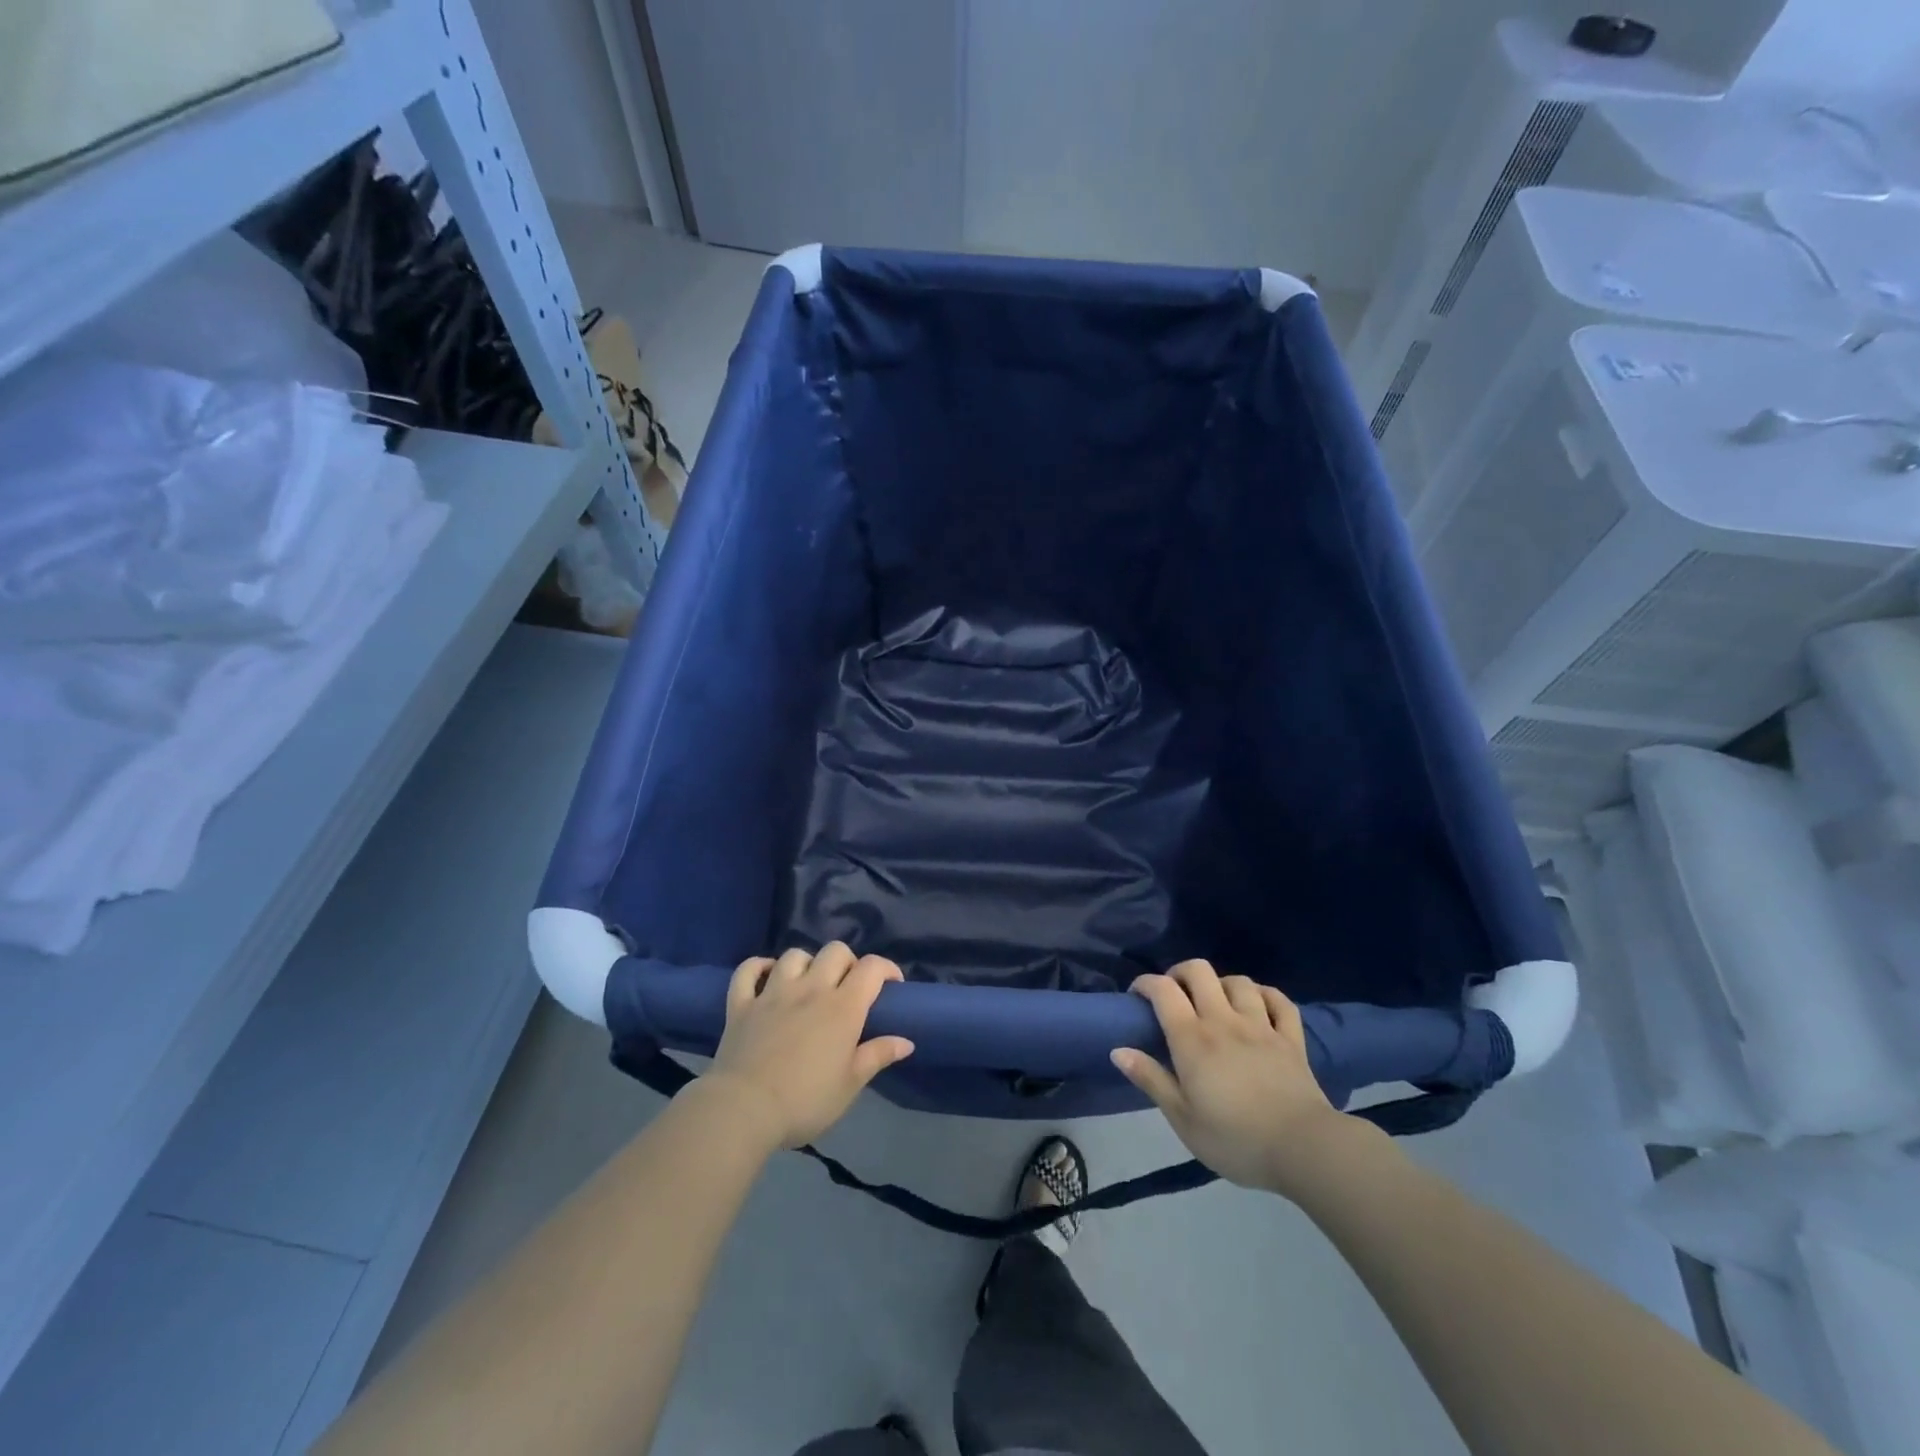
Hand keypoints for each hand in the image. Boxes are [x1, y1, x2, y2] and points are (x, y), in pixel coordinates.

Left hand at [703, 943, 914, 1151]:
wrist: (743, 1111)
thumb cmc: (805, 1101)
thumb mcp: (850, 1085)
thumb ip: (878, 1056)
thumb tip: (906, 1041)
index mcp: (843, 1007)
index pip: (871, 967)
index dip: (886, 969)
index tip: (892, 986)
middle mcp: (810, 989)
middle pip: (835, 951)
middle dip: (848, 962)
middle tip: (848, 988)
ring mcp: (772, 992)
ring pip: (794, 955)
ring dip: (807, 964)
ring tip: (809, 985)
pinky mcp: (741, 1003)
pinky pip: (748, 970)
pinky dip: (759, 967)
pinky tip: (766, 976)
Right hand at [1112, 959, 1354, 1195]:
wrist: (1304, 1149)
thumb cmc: (1235, 1139)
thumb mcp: (1183, 1119)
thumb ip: (1151, 1079)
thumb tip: (1118, 1050)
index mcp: (1193, 1039)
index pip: (1163, 990)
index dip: (1145, 983)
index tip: (1137, 996)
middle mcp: (1224, 1021)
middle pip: (1199, 971)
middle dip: (1180, 973)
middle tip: (1174, 995)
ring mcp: (1261, 1026)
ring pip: (1238, 981)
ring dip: (1221, 984)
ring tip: (1215, 1002)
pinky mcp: (1291, 1038)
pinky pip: (1279, 1000)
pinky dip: (1264, 995)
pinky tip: (1257, 1004)